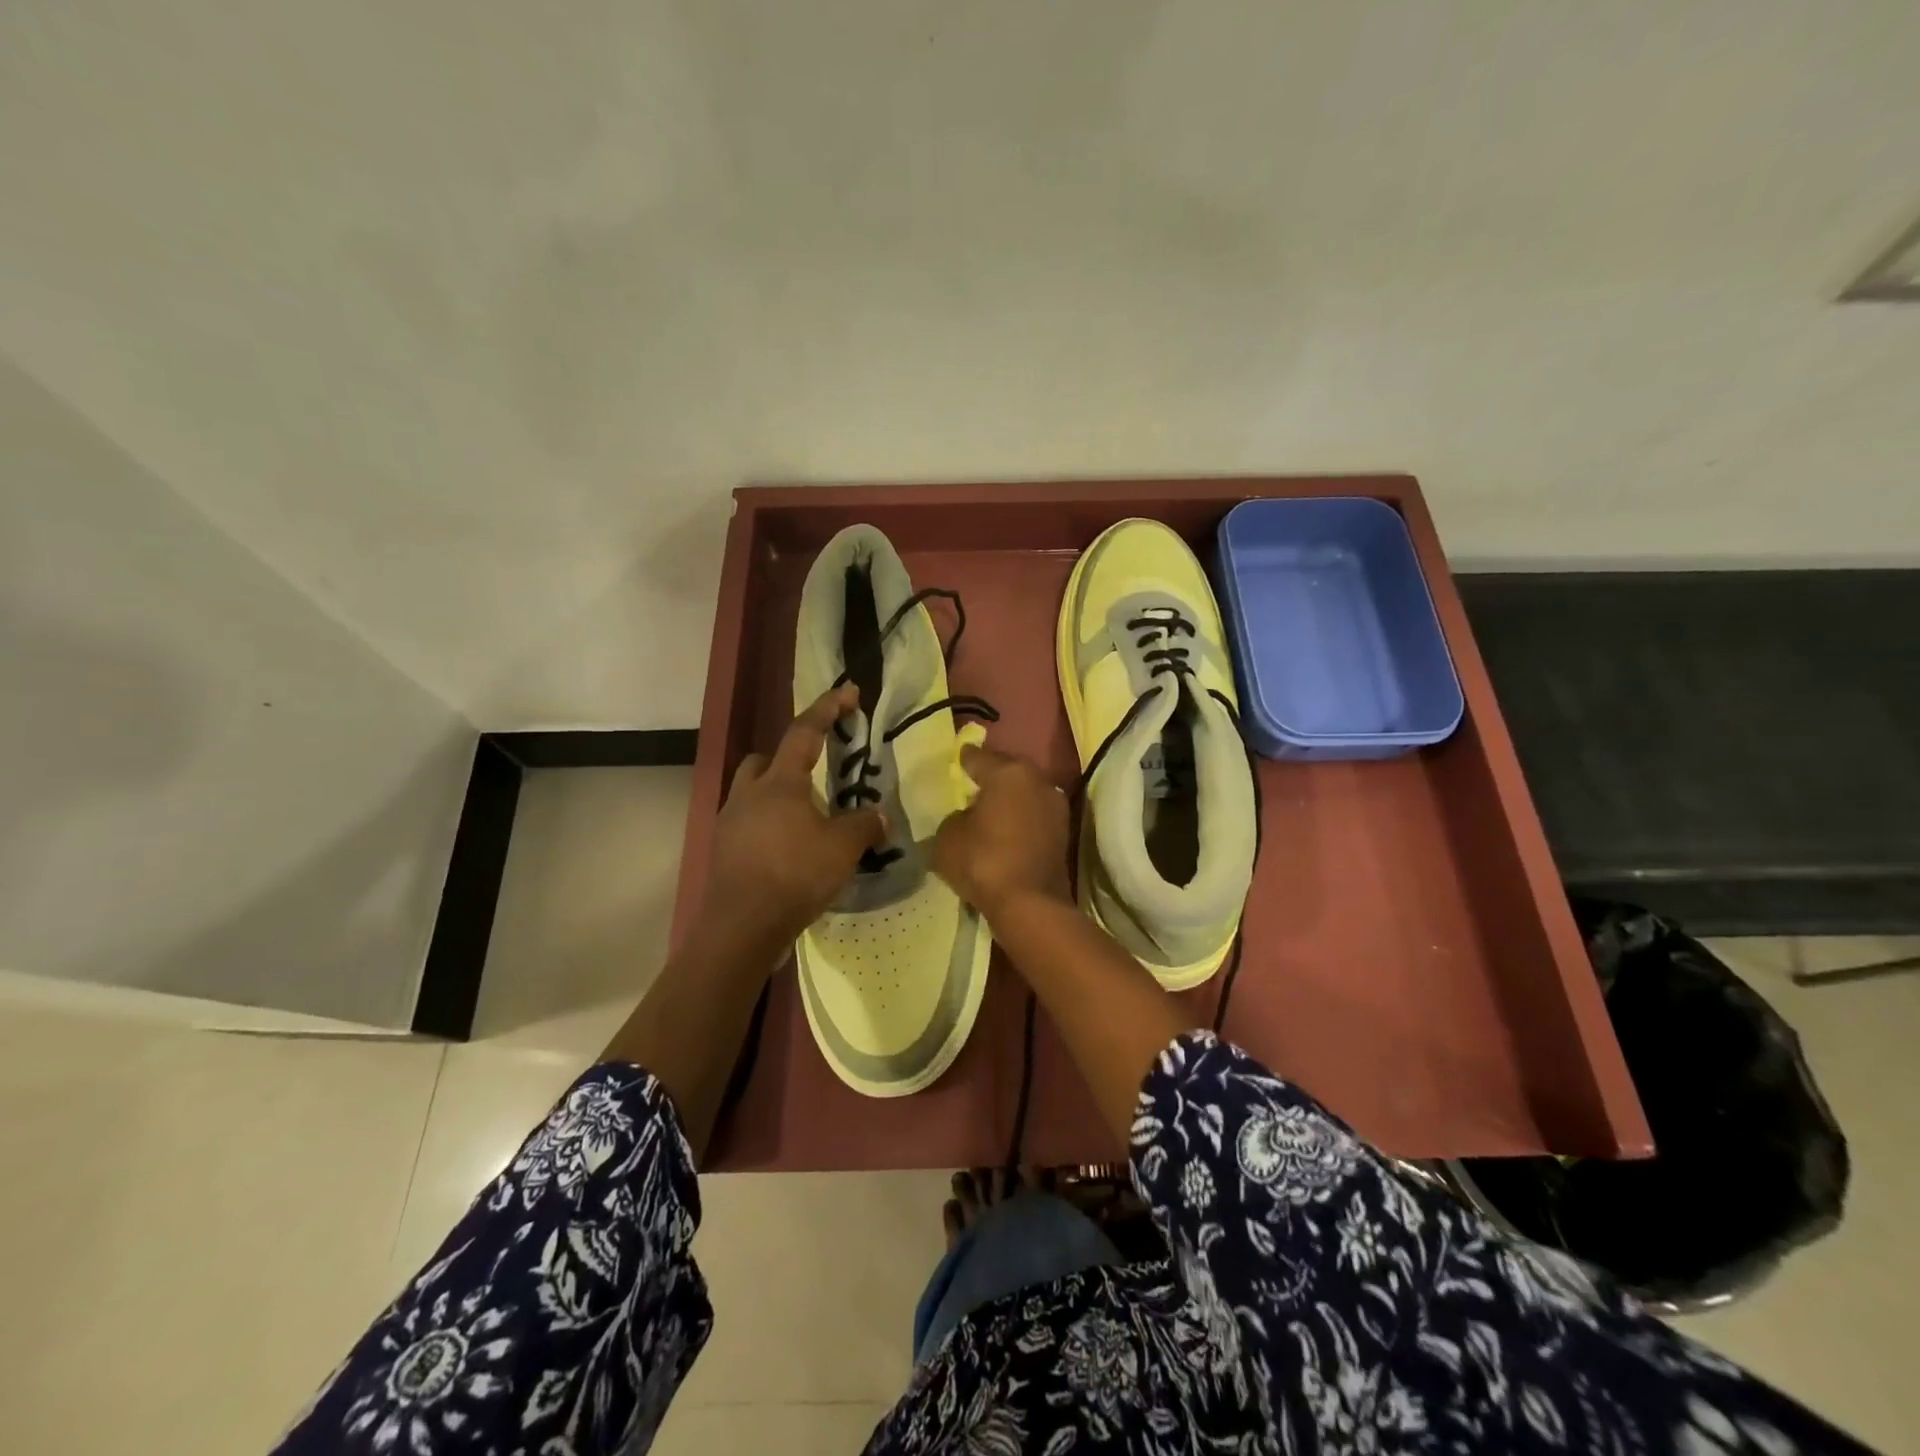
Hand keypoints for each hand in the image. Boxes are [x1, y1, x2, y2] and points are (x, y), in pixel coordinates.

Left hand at [699, 684, 887, 951]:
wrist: (742, 926)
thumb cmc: (794, 875)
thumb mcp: (842, 848)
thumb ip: (864, 825)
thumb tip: (879, 816)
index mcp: (780, 782)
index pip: (805, 732)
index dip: (828, 708)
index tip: (847, 691)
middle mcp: (749, 794)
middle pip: (765, 760)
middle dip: (789, 758)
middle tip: (816, 774)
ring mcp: (731, 822)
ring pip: (752, 792)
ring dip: (776, 795)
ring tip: (804, 818)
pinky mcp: (724, 851)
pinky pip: (748, 824)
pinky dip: (768, 827)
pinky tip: (788, 849)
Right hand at [932, 744, 1071, 919]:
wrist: (1030, 905)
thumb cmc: (983, 861)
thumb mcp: (948, 837)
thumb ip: (954, 817)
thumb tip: (966, 817)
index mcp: (1009, 772)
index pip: (979, 757)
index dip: (964, 759)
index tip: (957, 759)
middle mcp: (1038, 780)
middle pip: (1008, 772)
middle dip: (991, 777)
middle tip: (972, 786)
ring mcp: (1056, 807)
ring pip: (1025, 794)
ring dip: (1009, 800)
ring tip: (988, 811)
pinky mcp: (1064, 833)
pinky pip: (1033, 817)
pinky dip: (1020, 820)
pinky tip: (1004, 831)